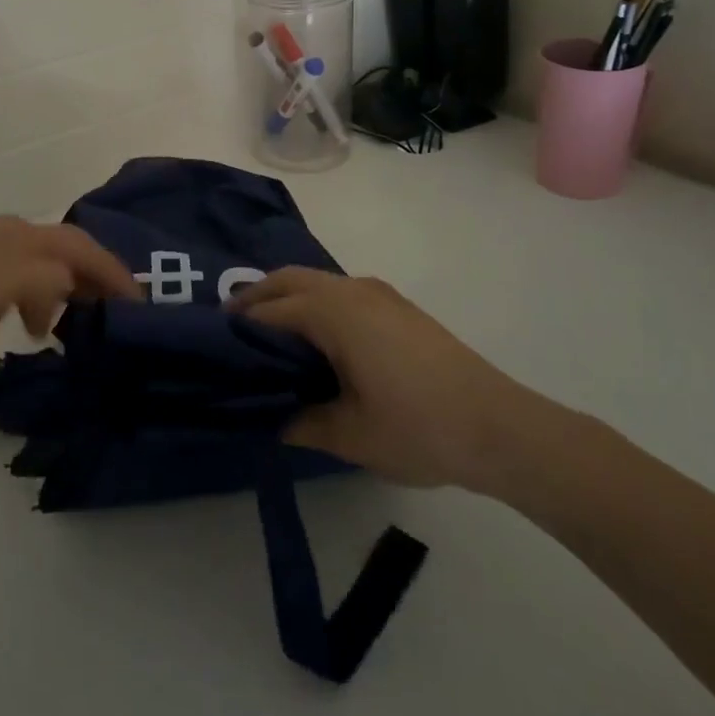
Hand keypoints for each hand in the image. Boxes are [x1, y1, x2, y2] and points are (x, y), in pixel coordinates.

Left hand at [0, 216, 139, 419]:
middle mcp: (4, 240)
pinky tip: (43, 327)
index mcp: (14, 236)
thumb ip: (44, 276)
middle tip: (124, 312)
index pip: (78, 245)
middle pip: (67, 250)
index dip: (113, 270)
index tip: (140, 305)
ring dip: (75, 289)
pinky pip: (29, 287)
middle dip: (98, 276)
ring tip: (90, 322)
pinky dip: (48, 302)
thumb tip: (76, 281)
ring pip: (48, 268)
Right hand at [230, 267, 555, 492]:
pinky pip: (341, 291)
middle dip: (257, 297)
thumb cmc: (418, 428)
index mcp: (334, 312)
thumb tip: (272, 421)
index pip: (271, 310)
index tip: (213, 343)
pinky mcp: (399, 307)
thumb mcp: (350, 435)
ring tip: (269, 336)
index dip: (239, 325)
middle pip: (290, 279)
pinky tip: (317, 340)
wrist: (501, 428)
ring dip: (288, 297)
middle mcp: (352, 290)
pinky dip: (316, 303)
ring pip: (317, 281)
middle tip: (232, 328)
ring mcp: (380, 295)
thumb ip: (302, 423)